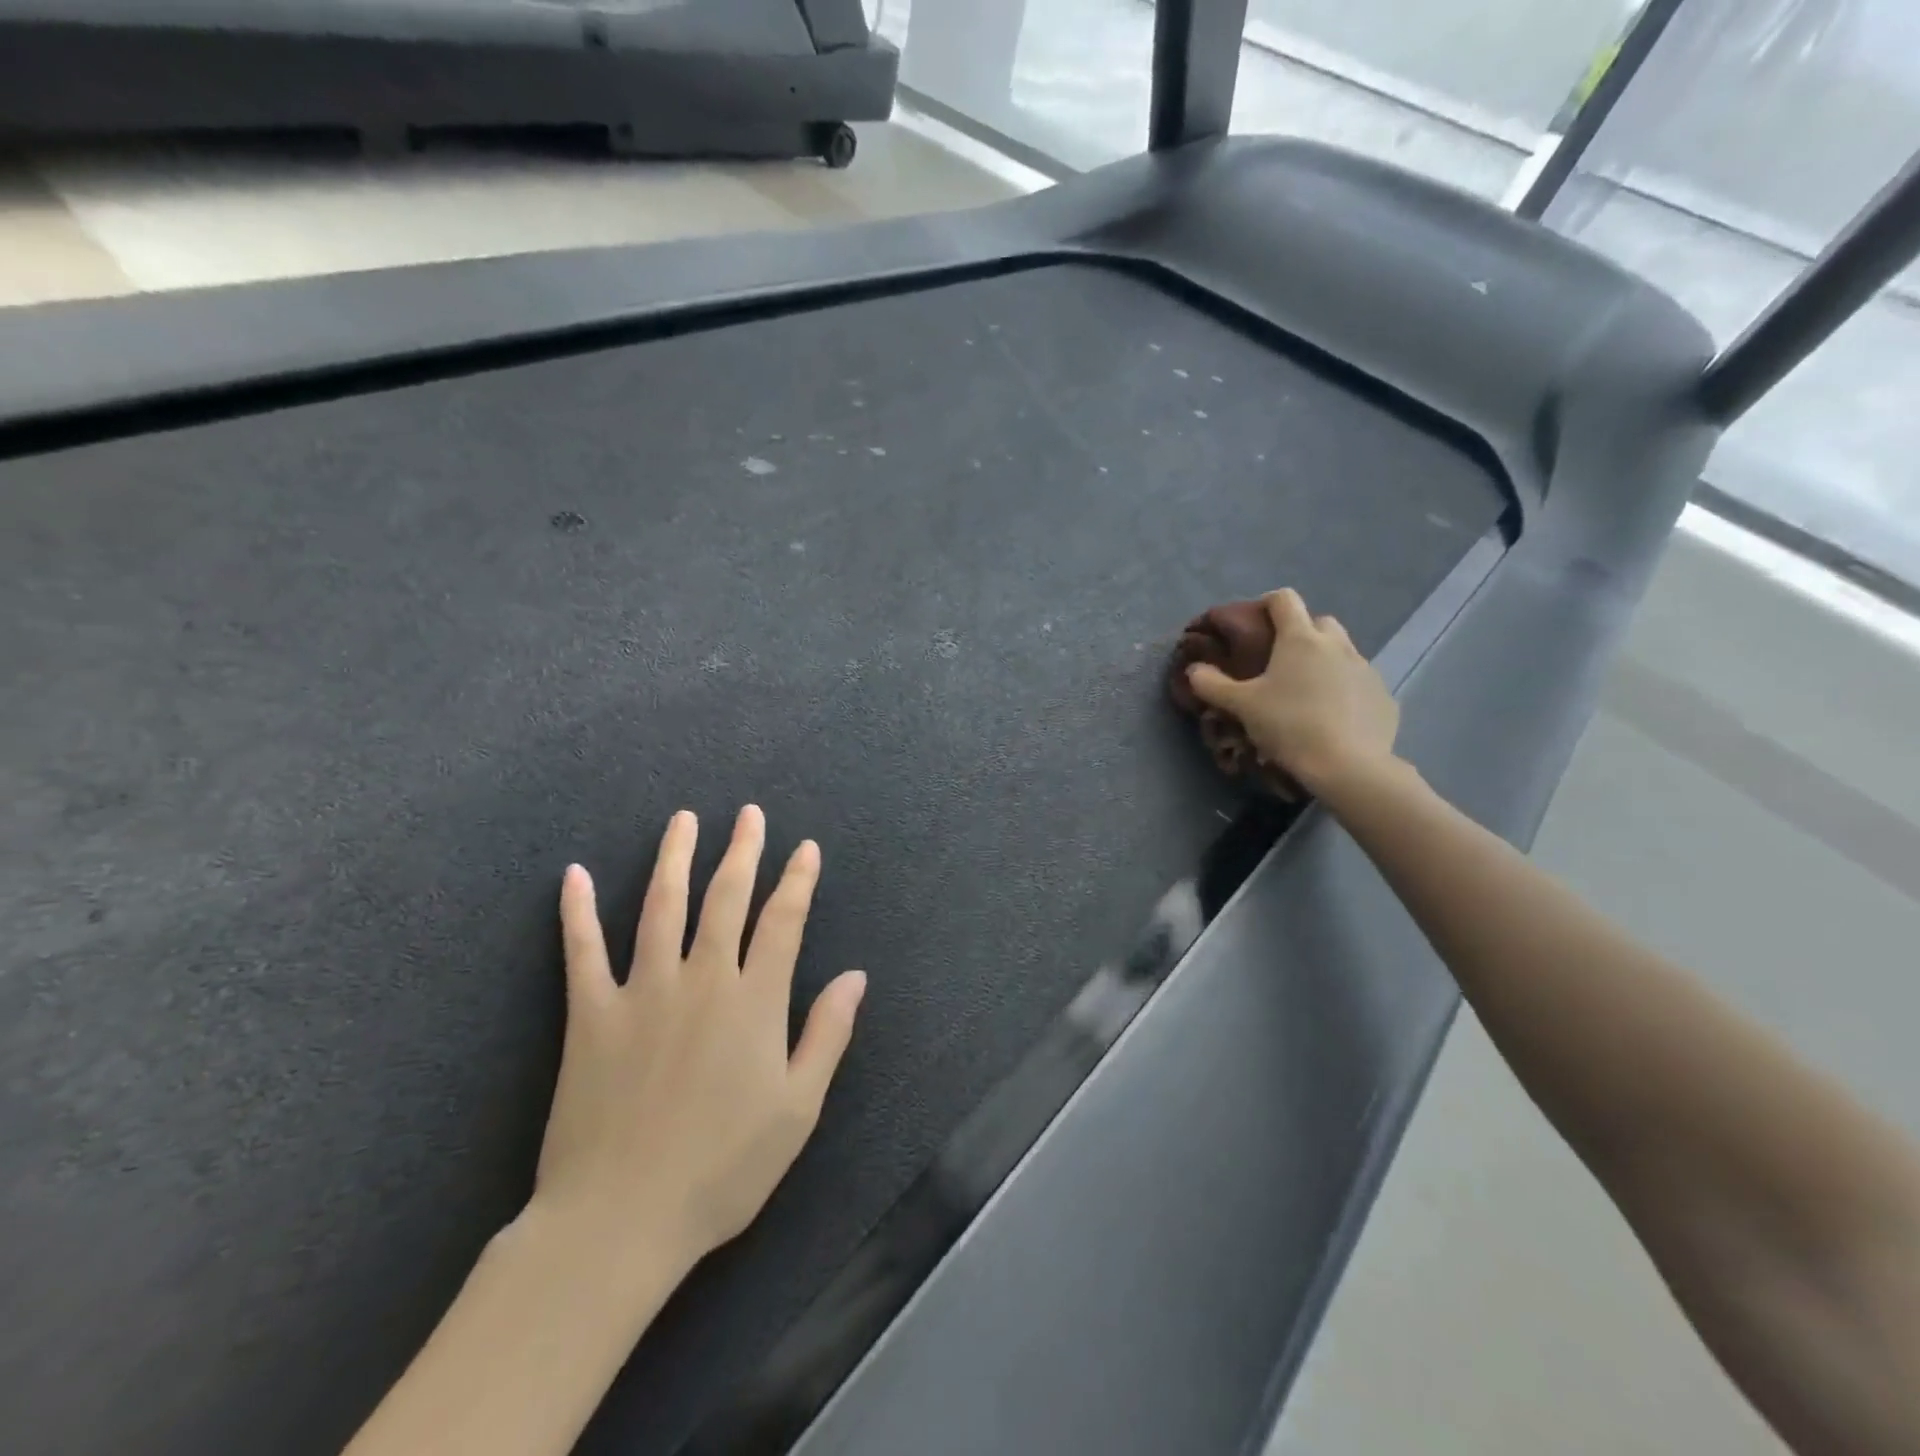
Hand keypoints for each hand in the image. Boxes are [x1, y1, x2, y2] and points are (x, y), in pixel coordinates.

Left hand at [529, 805, 865, 1280]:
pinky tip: (575, 874)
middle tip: (749, 815)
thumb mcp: (797, 1109)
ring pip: (661, 906)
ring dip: (675, 858)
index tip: (805, 848)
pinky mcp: (590, 1015)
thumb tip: (855, 975)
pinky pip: (583, 951)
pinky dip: (579, 910)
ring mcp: (642, 991)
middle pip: (725, 898)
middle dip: (742, 850)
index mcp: (754, 1001)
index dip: (798, 881)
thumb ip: (827, 1034)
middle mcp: (701, 979)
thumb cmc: (722, 1169)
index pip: (783, 921)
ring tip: (684, 820)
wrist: (620, 1220)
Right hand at [1184, 588, 1400, 803]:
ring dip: (1323, 662)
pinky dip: (1344, 690)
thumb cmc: (1289, 725)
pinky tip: (1332, 717)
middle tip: (1280, 662)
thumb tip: (1194, 670)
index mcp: (1300, 639)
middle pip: (1318, 622)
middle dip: (1300, 634)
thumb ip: (1212, 685)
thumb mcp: (1242, 706)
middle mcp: (1337, 645)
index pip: (1284, 599)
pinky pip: (1359, 682)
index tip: (1255, 624)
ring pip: (1341, 652)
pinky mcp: (1383, 695)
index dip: (1267, 604)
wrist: (1348, 766)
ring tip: (1305, 693)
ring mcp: (1365, 668)